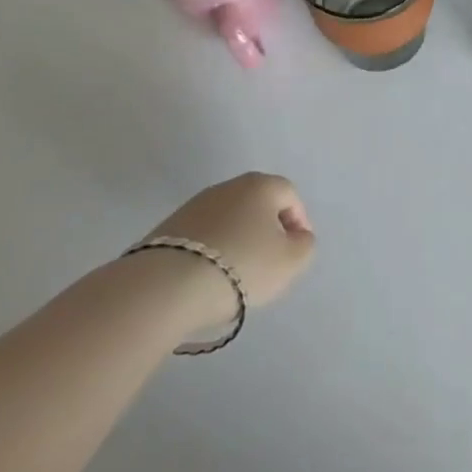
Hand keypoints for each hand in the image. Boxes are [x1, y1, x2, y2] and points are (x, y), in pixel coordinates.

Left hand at [145, 172, 315, 319]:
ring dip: (238, 241)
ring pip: (229, 220)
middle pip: (258, 205)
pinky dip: (212, 252)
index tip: (295, 252)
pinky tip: (208, 278)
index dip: (299, 222)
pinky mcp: (169, 227)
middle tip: (269, 264)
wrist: (167, 286)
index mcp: (261, 185)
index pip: (290, 195)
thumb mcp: (291, 261)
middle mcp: (228, 186)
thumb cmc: (242, 266)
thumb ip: (304, 245)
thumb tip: (296, 237)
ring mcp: (195, 205)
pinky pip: (203, 236)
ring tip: (236, 276)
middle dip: (267, 231)